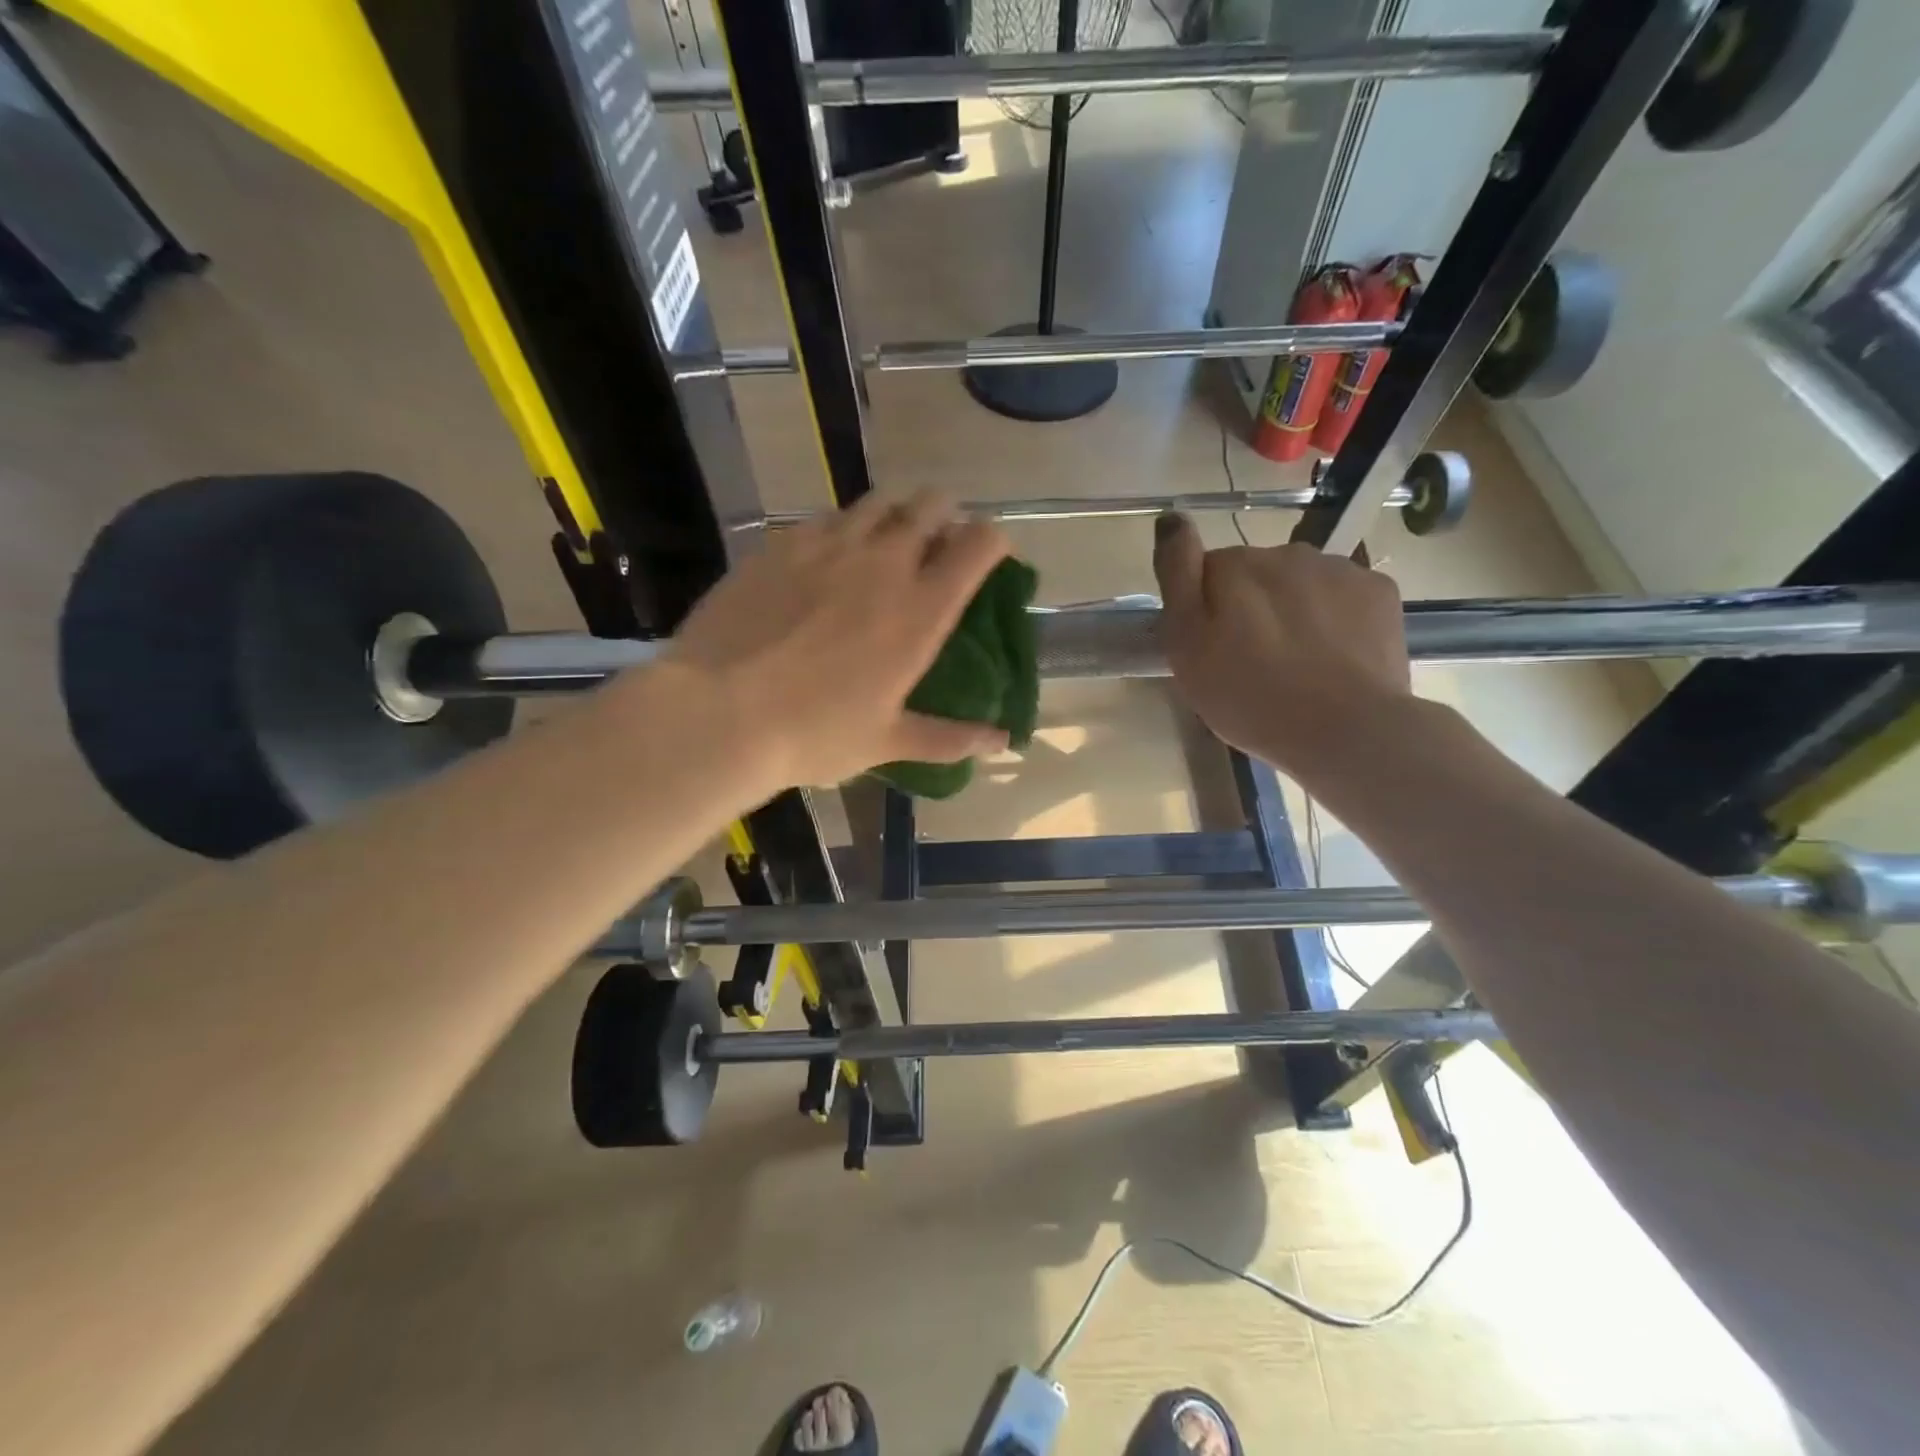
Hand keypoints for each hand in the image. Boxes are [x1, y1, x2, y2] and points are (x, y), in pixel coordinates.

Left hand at [659, 490, 1012, 789]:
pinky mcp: (780, 544)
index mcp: (921, 609)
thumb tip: (1002, 742)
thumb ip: (950, 737)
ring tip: (883, 543)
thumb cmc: (815, 733)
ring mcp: (828, 545)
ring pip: (877, 502)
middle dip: (944, 515)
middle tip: (935, 544)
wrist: (719, 713)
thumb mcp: (887, 741)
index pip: (979, 544)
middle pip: (931, 505)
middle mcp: (883, 562)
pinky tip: (826, 559)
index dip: (993, 540)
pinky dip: (840, 528)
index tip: (990, 554)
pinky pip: (824, 518)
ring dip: (894, 514)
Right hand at [1152, 514, 1412, 774]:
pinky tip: (1333, 657)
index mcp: (1233, 566)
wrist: (1345, 730)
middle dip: (1250, 607)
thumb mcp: (1185, 645)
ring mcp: (1339, 568)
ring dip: (1293, 610)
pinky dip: (1335, 617)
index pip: (1206, 572)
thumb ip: (1176, 575)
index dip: (1204, 610)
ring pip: (1301, 582)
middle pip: (1255, 575)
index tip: (1211, 649)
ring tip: (1296, 664)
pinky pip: (1343, 595)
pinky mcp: (1379, 591)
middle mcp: (1286, 553)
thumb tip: (1172, 517)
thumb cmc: (1248, 697)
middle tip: (1251, 663)